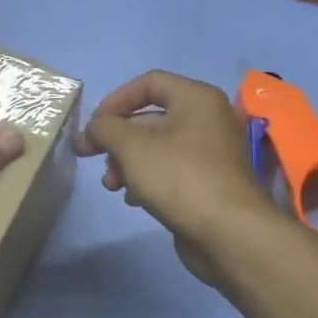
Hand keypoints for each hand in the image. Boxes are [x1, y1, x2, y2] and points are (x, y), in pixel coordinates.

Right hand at [74, 71, 275, 281]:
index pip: (148, 83)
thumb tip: (93, 127)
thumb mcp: (132, 147)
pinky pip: (170, 170)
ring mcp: (210, 153)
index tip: (93, 125)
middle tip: (87, 156)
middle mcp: (207, 119)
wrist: (229, 234)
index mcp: (196, 99)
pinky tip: (132, 199)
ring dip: (126, 162)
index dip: (115, 100)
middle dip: (116, 139)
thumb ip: (105, 128)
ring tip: (111, 185)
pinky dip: (146, 178)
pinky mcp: (208, 182)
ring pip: (157, 147)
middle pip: (150, 118)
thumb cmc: (180, 178)